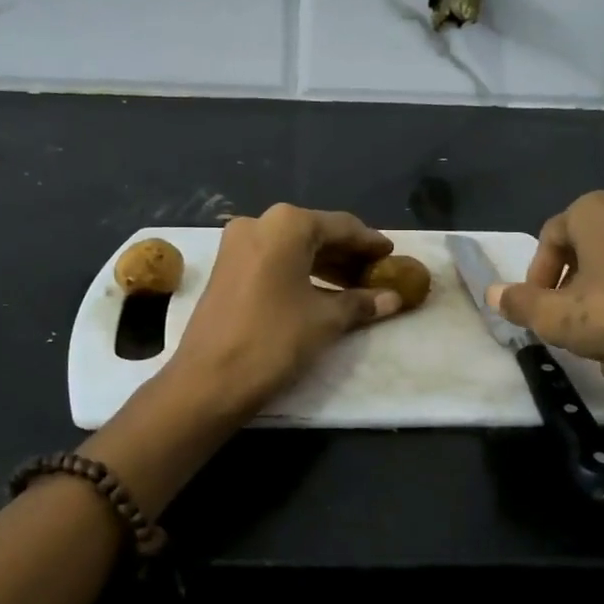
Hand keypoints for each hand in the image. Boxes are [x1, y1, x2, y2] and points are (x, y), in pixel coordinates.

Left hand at [165, 204, 403, 417]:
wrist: (209, 380)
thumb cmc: (274, 340)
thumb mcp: (325, 320)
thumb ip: (361, 303)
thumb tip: (393, 298)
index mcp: (287, 224)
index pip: (342, 226)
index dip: (370, 243)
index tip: (393, 254)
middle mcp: (259, 223)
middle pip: (315, 233)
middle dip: (347, 255)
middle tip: (377, 274)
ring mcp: (237, 244)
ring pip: (293, 247)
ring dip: (325, 265)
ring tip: (355, 287)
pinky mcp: (226, 267)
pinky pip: (273, 260)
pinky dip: (300, 272)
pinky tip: (322, 292)